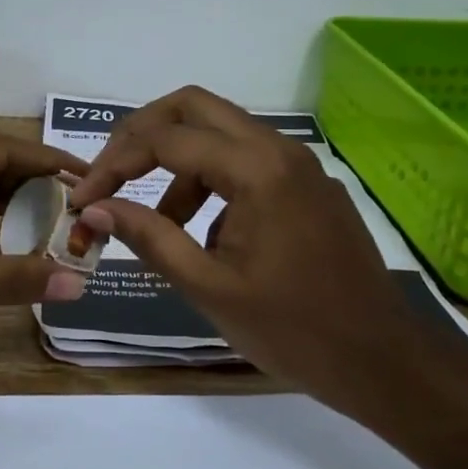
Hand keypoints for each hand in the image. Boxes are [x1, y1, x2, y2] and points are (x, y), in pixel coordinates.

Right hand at [67, 86, 432, 397]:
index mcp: (257, 169)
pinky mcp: (309, 187)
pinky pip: (247, 162)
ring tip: (160, 225)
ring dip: (178, 164)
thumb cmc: (294, 330)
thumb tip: (97, 208)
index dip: (114, 164)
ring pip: (221, 133)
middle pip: (194, 108)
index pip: (166, 140)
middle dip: (142, 135)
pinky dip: (211, 182)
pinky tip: (205, 235)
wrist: (383, 360)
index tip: (84, 199)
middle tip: (111, 175)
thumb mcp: (209, 287)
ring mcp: (300, 166)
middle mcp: (280, 150)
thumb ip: (149, 238)